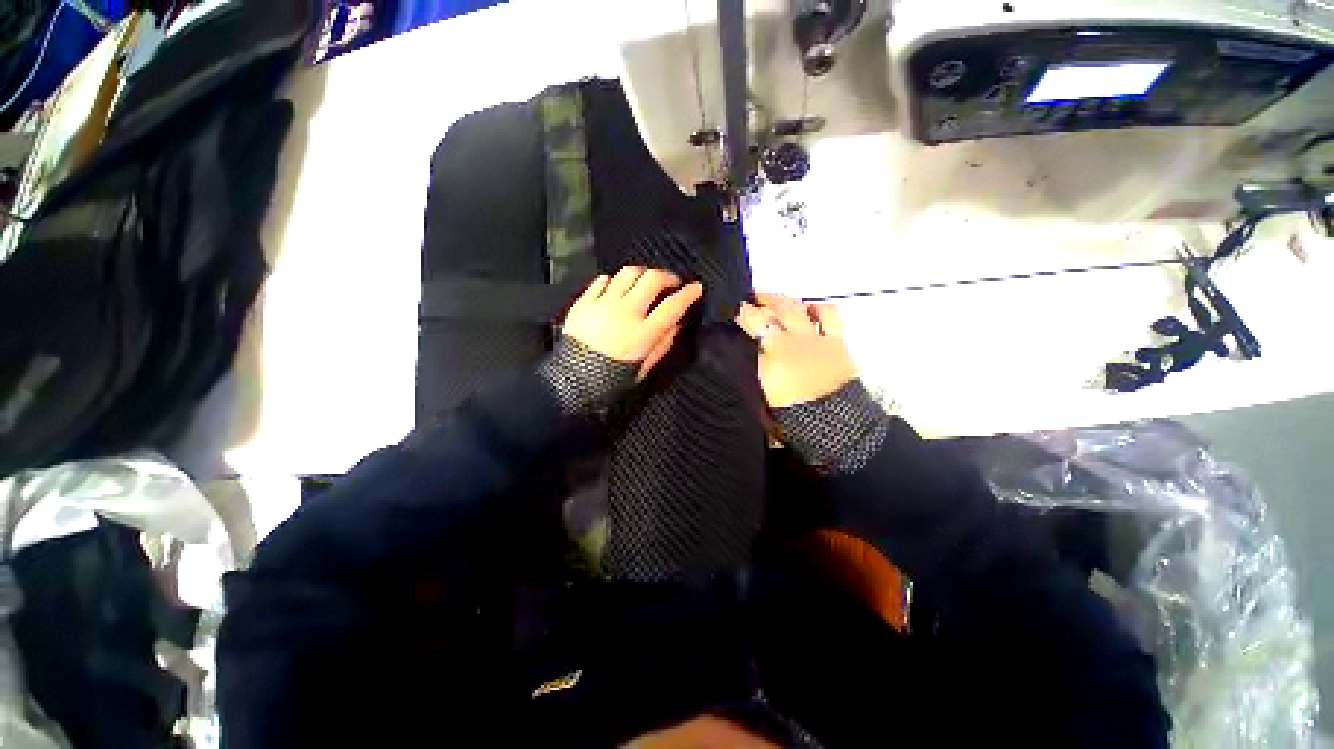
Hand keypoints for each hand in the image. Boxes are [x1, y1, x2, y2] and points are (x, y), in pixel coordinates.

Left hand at [563, 267, 703, 379]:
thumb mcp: (645, 366)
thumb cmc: (613, 377)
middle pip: (652, 279)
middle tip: (671, 283)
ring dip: (643, 274)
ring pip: (628, 273)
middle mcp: (625, 313)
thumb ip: (663, 343)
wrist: (573, 380)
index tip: (697, 287)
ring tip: (646, 282)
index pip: (673, 306)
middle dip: (667, 276)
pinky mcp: (585, 302)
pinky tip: (618, 288)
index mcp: (643, 333)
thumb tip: (677, 323)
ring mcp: (603, 304)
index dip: (689, 294)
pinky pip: (603, 279)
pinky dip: (615, 280)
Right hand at [735, 292, 857, 407]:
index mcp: (770, 352)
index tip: (730, 307)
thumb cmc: (791, 417)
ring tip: (776, 300)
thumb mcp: (760, 397)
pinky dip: (818, 308)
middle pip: (773, 309)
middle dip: (759, 299)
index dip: (739, 312)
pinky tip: (811, 309)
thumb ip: (752, 371)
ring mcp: (815, 337)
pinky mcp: (837, 341)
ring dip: (784, 300)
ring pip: (797, 307)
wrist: (835, 424)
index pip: (751, 322)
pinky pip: (828, 315)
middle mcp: (790, 338)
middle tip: (750, 297)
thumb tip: (744, 354)